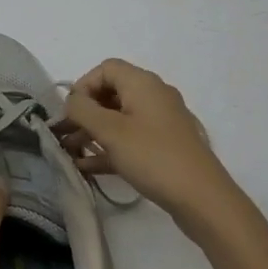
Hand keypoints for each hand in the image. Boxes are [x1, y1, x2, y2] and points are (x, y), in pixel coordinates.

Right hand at [59, 58, 233, 227]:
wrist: (203, 199)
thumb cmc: (153, 156)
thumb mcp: (110, 131)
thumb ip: (83, 111)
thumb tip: (72, 101)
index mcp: (143, 83)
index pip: (105, 69)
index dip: (83, 86)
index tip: (70, 112)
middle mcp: (154, 96)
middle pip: (111, 93)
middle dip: (85, 112)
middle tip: (64, 134)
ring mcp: (161, 123)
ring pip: (119, 119)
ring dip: (93, 132)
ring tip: (70, 153)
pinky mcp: (165, 147)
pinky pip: (131, 139)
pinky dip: (110, 148)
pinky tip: (88, 167)